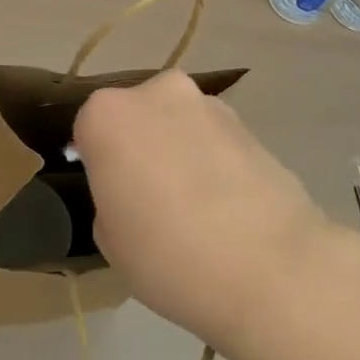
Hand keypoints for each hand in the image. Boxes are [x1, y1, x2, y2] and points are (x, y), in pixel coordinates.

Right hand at [72, 70, 355, 351]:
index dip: (97, 162)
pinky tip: (225, 206)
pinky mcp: (251, 125)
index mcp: (109, 114)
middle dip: (140, 146)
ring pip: (178, 125)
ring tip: (193, 207)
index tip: (109, 195)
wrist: (270, 267)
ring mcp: (210, 105)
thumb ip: (111, 197)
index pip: (88, 129)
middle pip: (137, 116)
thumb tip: (133, 189)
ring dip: (179, 151)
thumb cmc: (168, 255)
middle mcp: (158, 93)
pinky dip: (213, 162)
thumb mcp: (109, 238)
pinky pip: (214, 141)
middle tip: (148, 197)